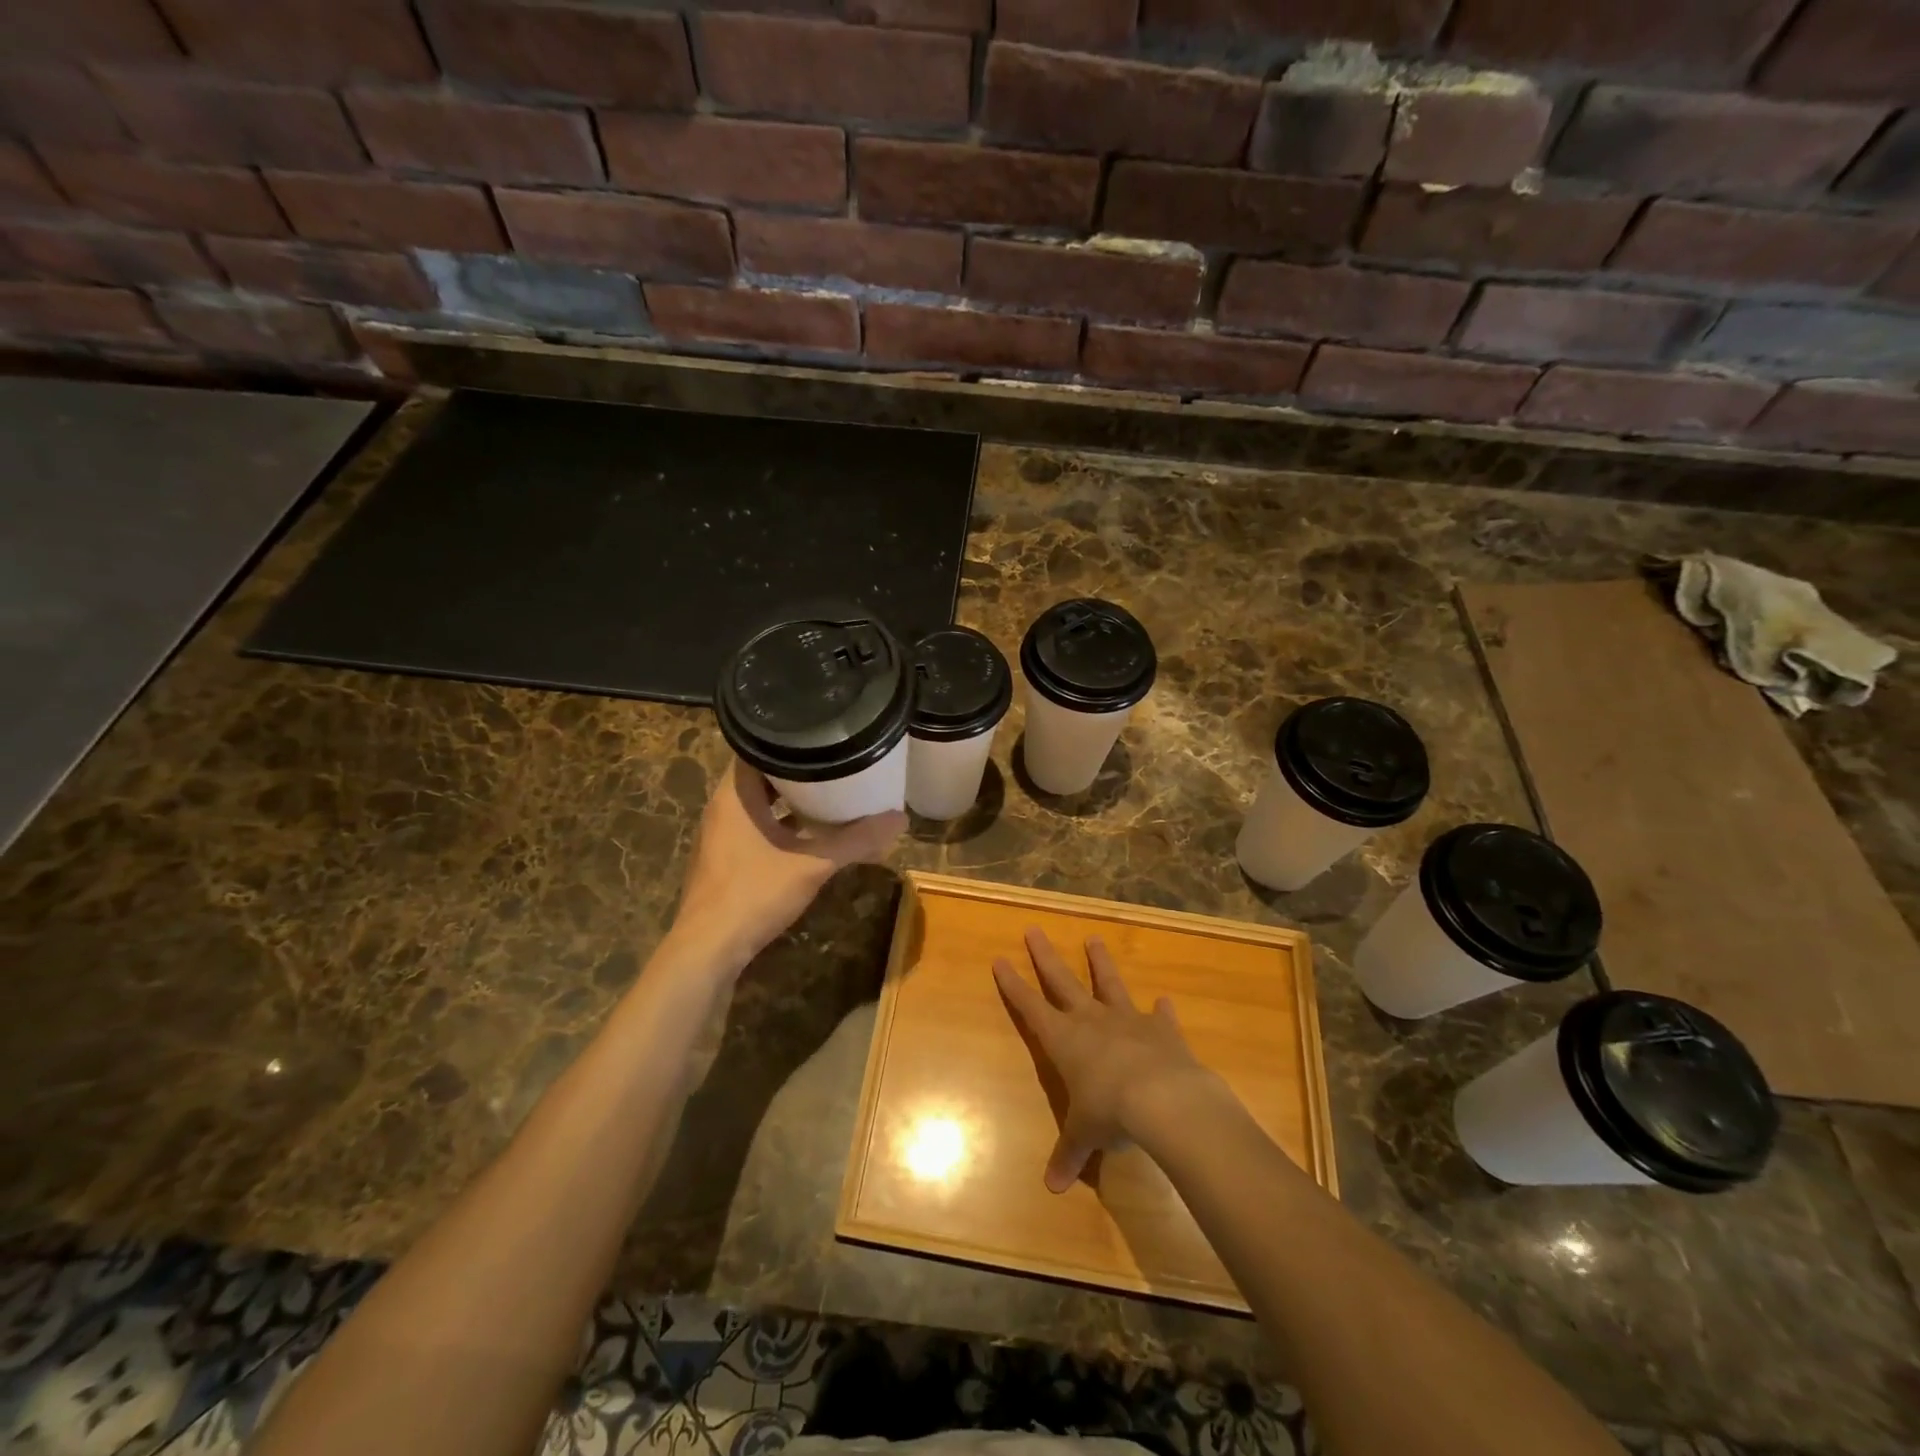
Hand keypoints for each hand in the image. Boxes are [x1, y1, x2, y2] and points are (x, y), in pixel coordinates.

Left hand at [672, 760, 905, 969]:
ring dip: (789, 799)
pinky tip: (810, 833)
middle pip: (761, 775)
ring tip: (829, 791)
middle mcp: (724, 808)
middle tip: (834, 760)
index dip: (787, 738)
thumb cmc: (755, 894)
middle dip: (797, 769)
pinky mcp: (726, 858)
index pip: (756, 747)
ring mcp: (722, 835)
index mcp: (735, 796)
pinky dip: (781, 824)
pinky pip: (756, 827)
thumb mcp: (813, 864)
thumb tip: (900, 819)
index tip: (820, 733)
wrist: (709, 949)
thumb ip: (856, 840)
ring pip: (759, 804)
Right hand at [993, 928, 1220, 1192]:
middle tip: (1034, 929)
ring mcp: (1127, 1019)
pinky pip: (1160, 1015)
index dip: (1014, 985)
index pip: (1031, 1007)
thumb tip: (1053, 1188)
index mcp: (1064, 1040)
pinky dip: (1162, 1009)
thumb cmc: (1110, 1113)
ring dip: (1100, 962)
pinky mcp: (1161, 1028)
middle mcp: (1091, 1020)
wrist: (1164, 1099)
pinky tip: (1165, 999)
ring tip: (1094, 938)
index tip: (1000, 959)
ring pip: (1108, 983)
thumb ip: (1069, 1155)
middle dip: (1045, 956)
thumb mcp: (1085, 1135)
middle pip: (1062, 981)